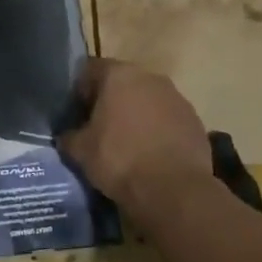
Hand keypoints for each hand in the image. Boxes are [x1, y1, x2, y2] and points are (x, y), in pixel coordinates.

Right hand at [57, 59, 214, 225]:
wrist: (174, 190)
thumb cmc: (120, 160)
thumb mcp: (81, 151)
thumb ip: (69, 137)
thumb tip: (66, 136)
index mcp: (118, 75)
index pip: (90, 70)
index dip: (79, 91)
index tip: (76, 115)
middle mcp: (149, 77)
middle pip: (122, 82)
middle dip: (110, 101)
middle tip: (99, 129)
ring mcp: (176, 98)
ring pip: (147, 100)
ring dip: (136, 115)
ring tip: (127, 144)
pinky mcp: (195, 121)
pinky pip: (168, 119)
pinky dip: (158, 130)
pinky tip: (151, 155)